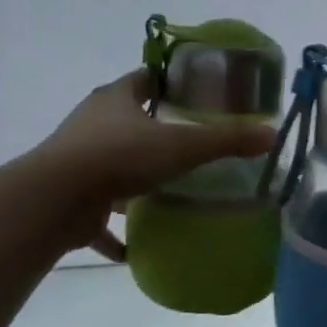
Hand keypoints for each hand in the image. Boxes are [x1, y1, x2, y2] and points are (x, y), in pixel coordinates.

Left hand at [27, 69, 276, 261]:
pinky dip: (113, 231)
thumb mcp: (183, 145)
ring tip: (167, 192)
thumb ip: (227, 140)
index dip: (169, 83)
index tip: (194, 94)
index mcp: (116, 99)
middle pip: (127, 120)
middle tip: (190, 143)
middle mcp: (92, 124)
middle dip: (154, 130)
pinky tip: (134, 247)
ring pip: (110, 165)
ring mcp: (76, 161)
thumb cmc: (120, 157)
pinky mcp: (69, 200)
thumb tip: (272, 134)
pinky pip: (96, 216)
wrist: (55, 200)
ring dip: (133, 179)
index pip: (145, 78)